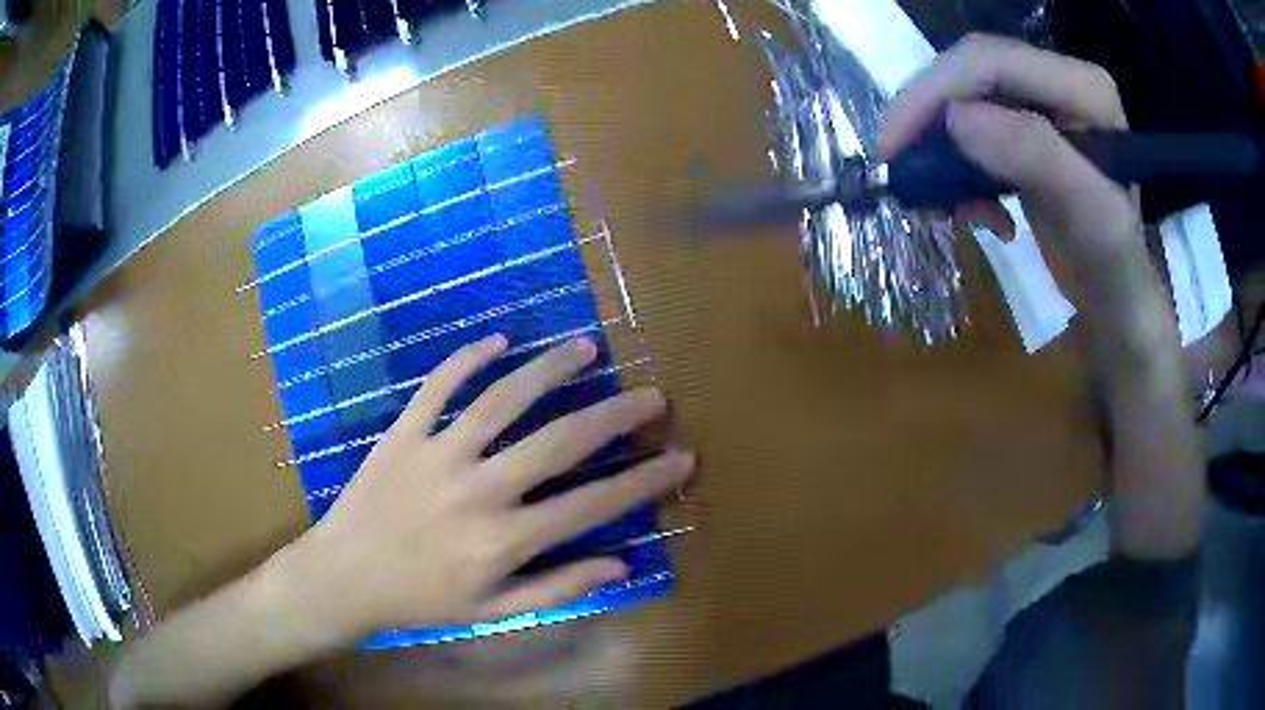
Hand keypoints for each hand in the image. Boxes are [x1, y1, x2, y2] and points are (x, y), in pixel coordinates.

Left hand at [283, 334, 693, 640]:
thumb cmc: (420, 601)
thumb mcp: (493, 612)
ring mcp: (437, 455)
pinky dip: (467, 358)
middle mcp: (478, 491)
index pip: (591, 504)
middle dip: (614, 416)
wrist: (344, 578)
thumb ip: (557, 589)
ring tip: (586, 349)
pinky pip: (437, 387)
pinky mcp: (403, 434)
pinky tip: (498, 340)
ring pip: (502, 401)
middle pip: (558, 442)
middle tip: (651, 396)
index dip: (643, 480)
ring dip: (548, 371)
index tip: (681, 457)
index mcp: (504, 541)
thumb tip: (619, 566)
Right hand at [879, 36, 1201, 561]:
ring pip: (965, 99)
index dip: (934, 93)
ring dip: (943, 151)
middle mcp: (1062, 81)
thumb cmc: (1117, 279)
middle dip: (930, 120)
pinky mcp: (1029, 130)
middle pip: (972, 74)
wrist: (1121, 308)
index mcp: (1085, 88)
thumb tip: (957, 119)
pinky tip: (975, 211)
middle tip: (901, 173)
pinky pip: (973, 130)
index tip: (893, 148)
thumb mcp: (1093, 227)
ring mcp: (1044, 104)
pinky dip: (959, 170)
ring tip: (945, 206)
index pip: (993, 61)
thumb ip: (1040, 163)